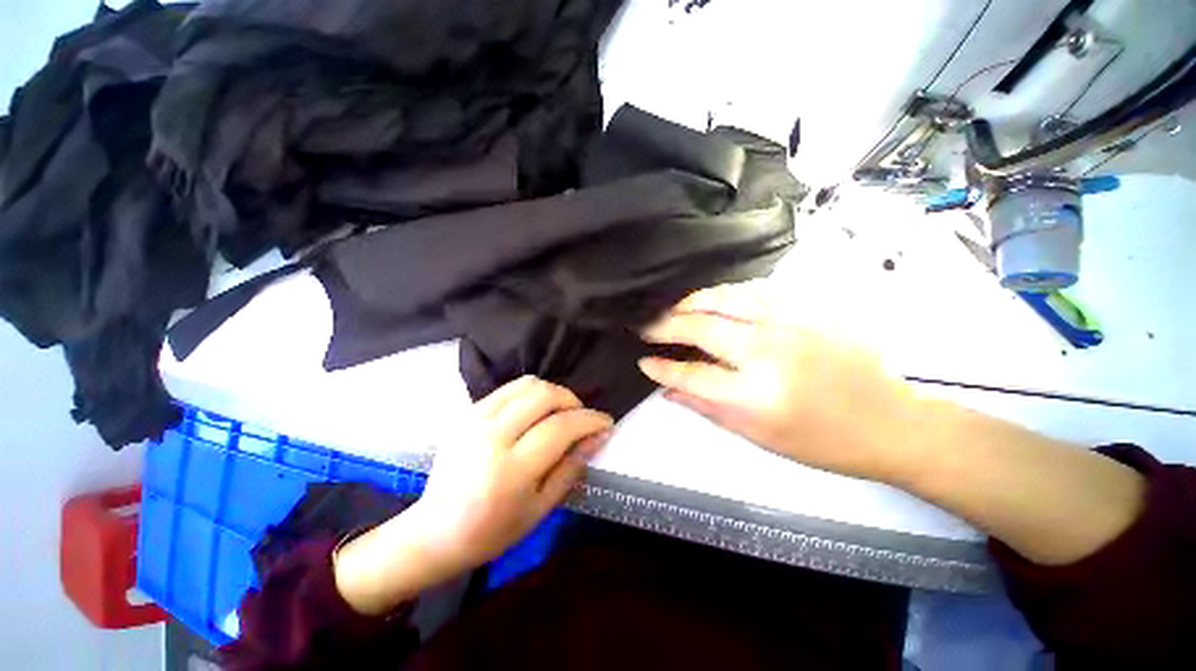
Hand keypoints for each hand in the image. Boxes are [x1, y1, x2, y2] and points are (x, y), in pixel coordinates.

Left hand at [414, 376, 612, 569]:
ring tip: (560, 412)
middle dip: (573, 401)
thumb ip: (571, 467)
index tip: (606, 422)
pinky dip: (532, 393)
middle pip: (545, 396)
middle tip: (582, 418)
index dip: (590, 420)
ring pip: (528, 384)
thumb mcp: (540, 509)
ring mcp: (475, 419)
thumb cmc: (492, 531)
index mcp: (511, 470)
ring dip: (554, 393)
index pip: (560, 427)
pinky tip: (536, 411)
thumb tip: (598, 436)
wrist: (434, 531)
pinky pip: (510, 388)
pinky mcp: (468, 412)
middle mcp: (491, 437)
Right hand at [639, 281, 918, 482]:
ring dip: (693, 301)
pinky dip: (727, 293)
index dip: (662, 366)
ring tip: (674, 307)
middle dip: (666, 325)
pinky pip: (757, 291)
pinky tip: (714, 299)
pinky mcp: (809, 311)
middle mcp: (769, 353)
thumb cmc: (823, 443)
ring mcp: (792, 325)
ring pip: (727, 298)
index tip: (643, 359)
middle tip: (646, 325)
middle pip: (703, 327)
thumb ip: (708, 408)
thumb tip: (669, 389)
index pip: (693, 373)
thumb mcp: (759, 436)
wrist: (892, 423)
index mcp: (757, 396)